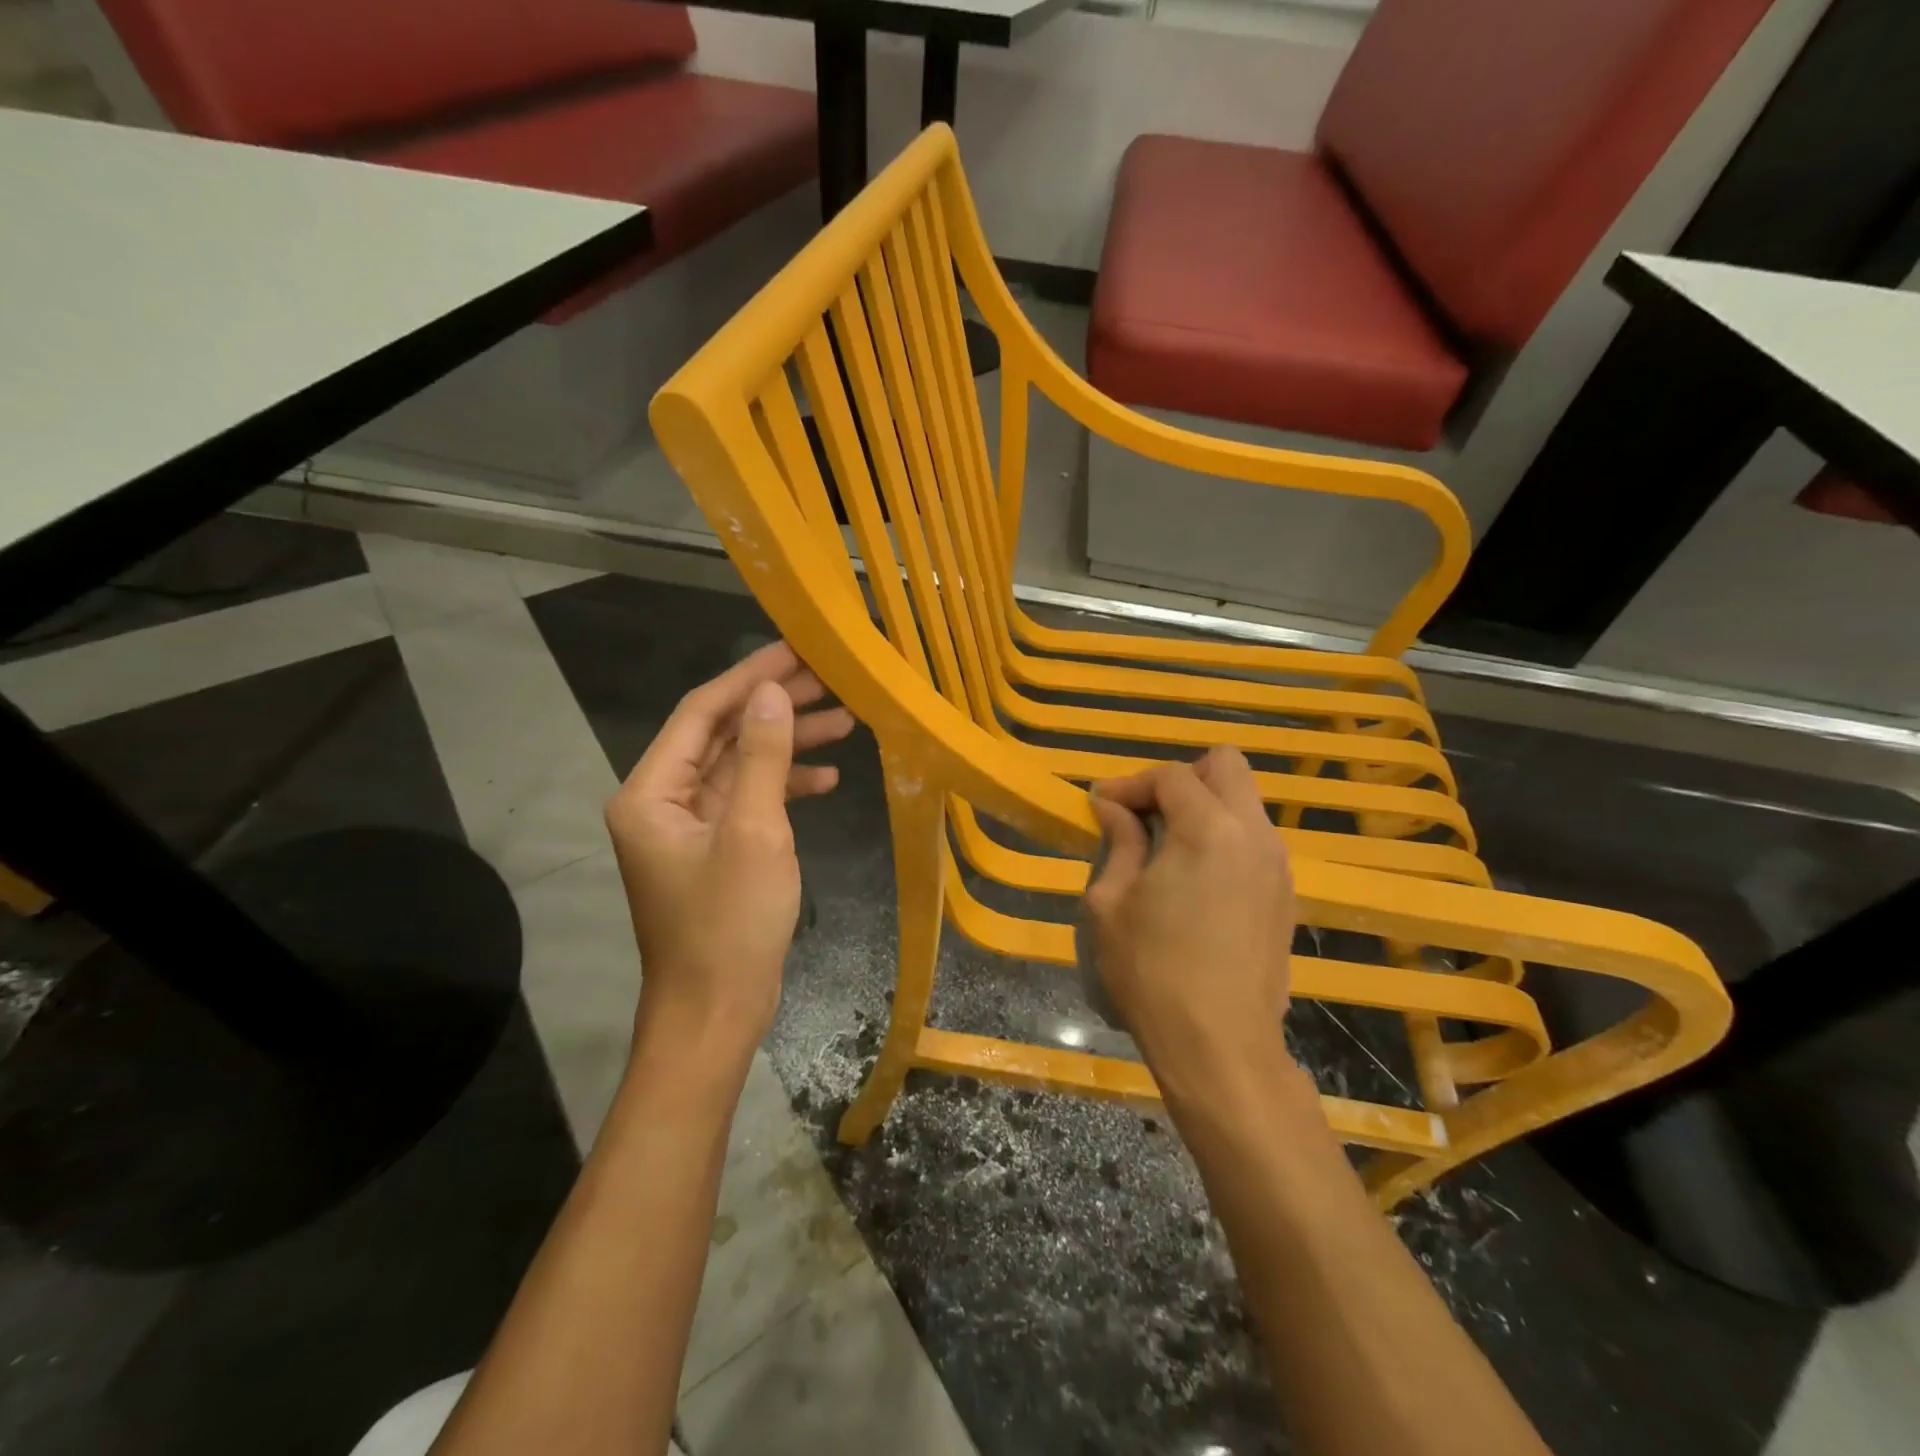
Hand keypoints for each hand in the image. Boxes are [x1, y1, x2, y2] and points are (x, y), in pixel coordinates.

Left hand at [606, 641, 854, 1060]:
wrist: (715, 1014)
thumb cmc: (729, 924)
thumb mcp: (753, 832)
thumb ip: (764, 757)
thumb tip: (773, 692)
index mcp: (651, 792)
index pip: (701, 713)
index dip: (749, 678)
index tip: (796, 650)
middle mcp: (663, 801)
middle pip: (723, 735)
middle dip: (776, 707)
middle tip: (830, 680)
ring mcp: (691, 827)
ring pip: (742, 766)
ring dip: (789, 744)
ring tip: (845, 722)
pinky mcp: (717, 850)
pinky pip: (750, 801)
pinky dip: (786, 786)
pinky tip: (828, 779)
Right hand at [1085, 746, 1296, 1103]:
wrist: (1220, 1045)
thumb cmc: (1151, 971)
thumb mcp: (1110, 902)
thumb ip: (1118, 842)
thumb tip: (1113, 807)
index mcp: (1208, 828)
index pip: (1170, 776)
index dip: (1130, 783)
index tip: (1101, 806)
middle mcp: (1253, 833)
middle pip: (1226, 766)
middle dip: (1181, 778)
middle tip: (1146, 813)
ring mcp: (1277, 863)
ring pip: (1245, 801)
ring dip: (1204, 806)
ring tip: (1166, 844)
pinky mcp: (1285, 894)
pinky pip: (1255, 838)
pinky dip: (1224, 836)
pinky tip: (1195, 877)